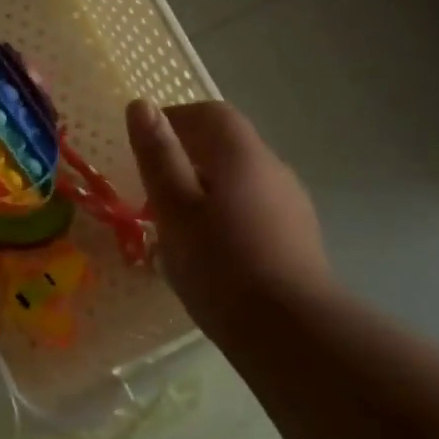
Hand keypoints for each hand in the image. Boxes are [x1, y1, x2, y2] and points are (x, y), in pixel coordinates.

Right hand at [127, 99, 333, 338]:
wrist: (293, 333)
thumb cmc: (222, 265)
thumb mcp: (174, 208)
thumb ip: (158, 155)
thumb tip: (141, 104)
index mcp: (241, 154)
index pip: (210, 113)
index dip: (174, 119)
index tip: (143, 144)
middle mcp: (273, 168)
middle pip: (227, 144)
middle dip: (187, 155)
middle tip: (152, 188)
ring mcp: (291, 203)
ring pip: (241, 178)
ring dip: (206, 186)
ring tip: (177, 222)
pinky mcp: (298, 236)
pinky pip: (254, 206)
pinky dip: (226, 211)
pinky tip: (212, 249)